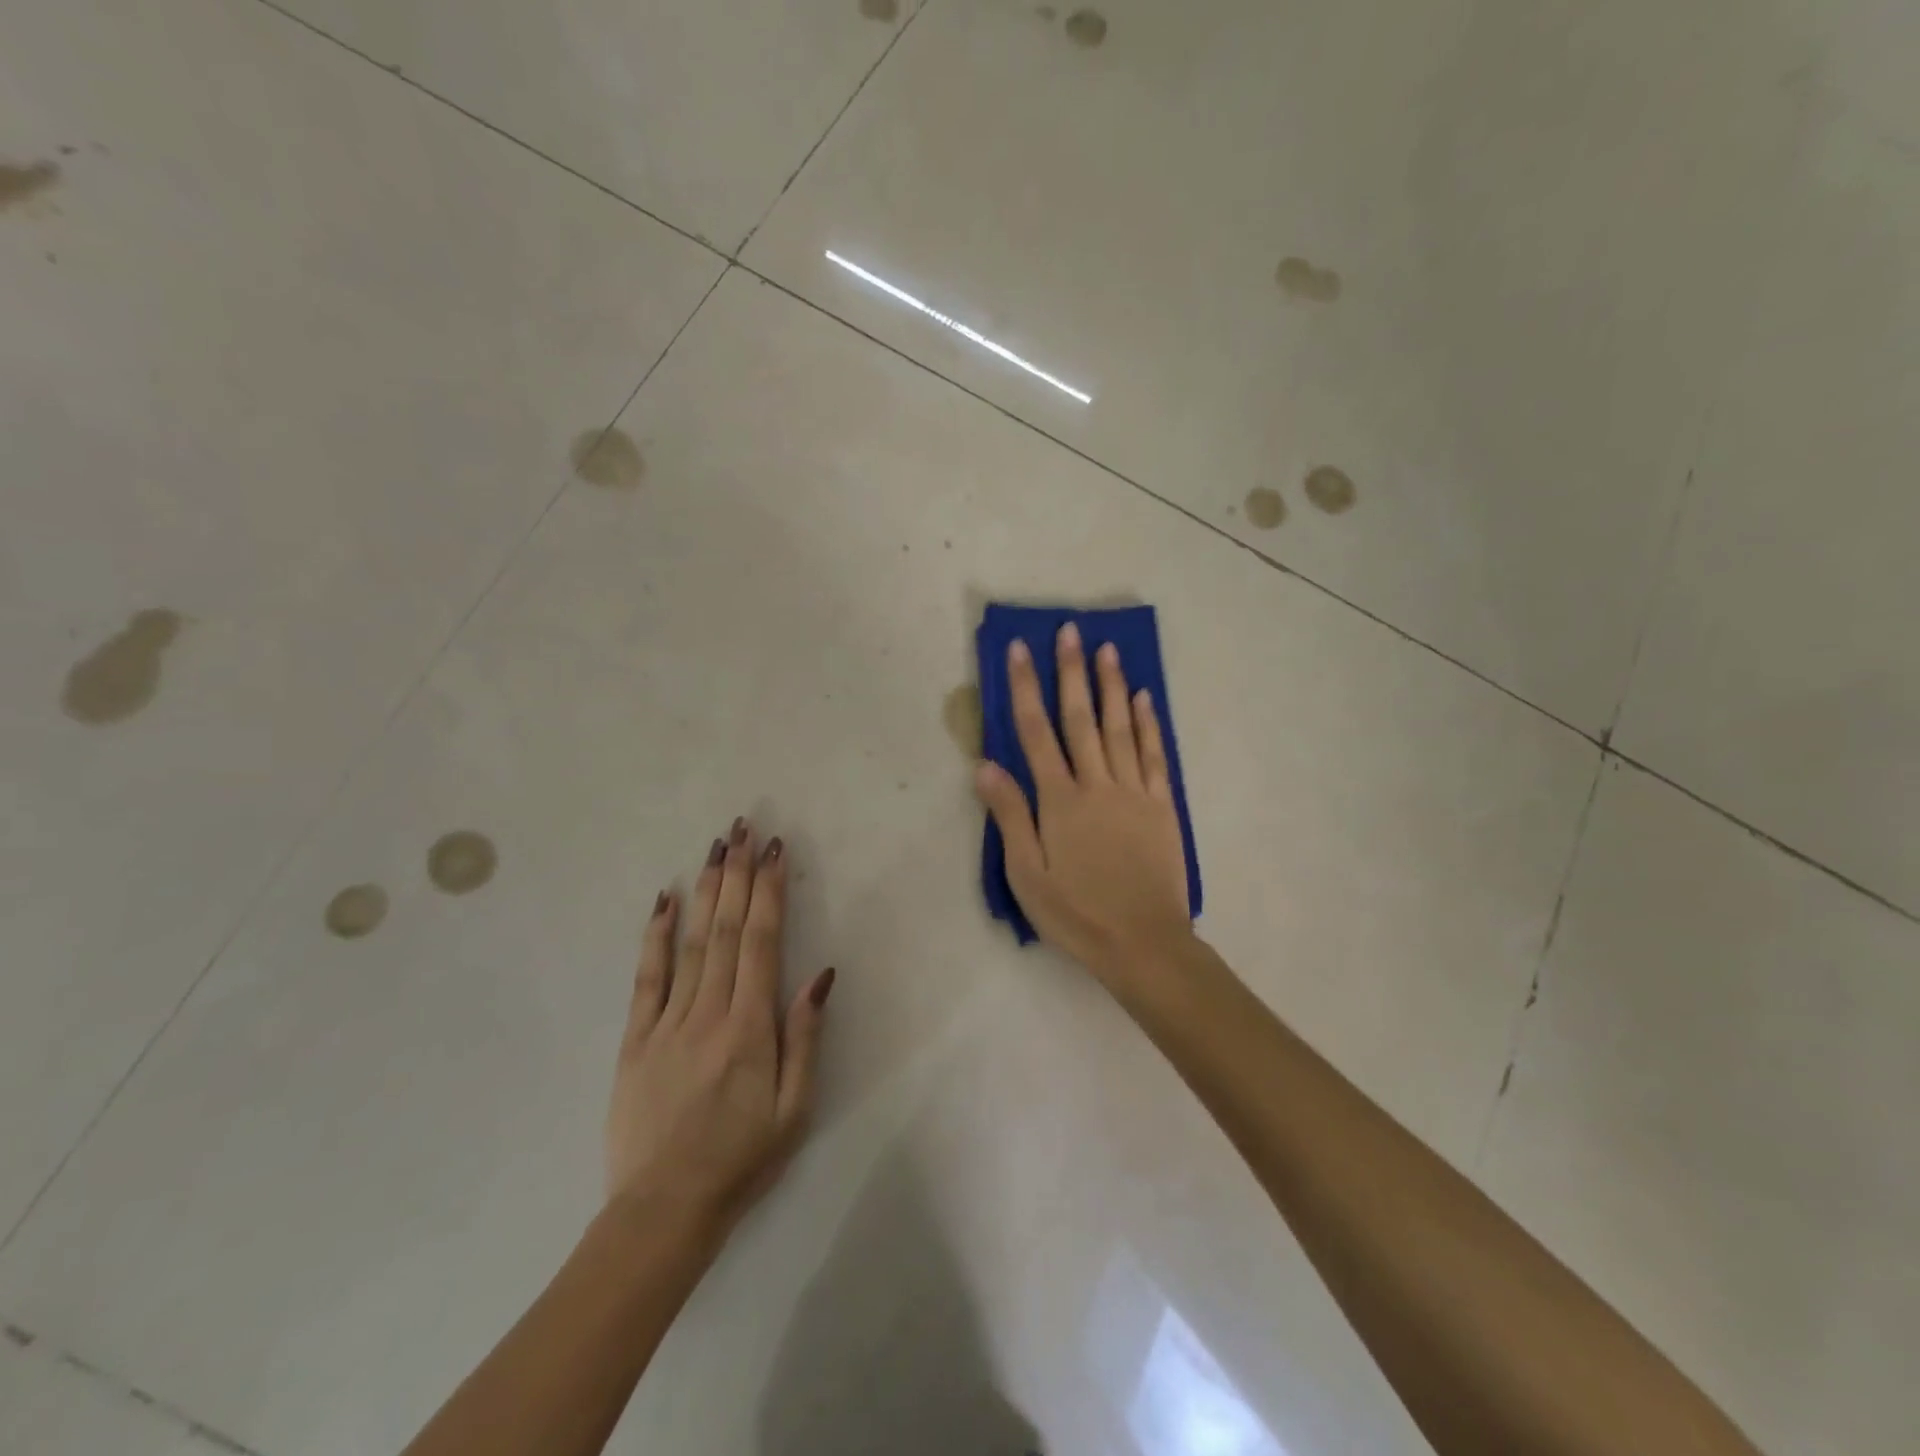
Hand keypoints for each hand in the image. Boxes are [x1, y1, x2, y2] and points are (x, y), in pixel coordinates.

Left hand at [604, 819, 834, 1232]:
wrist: (663, 1212)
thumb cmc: (742, 1160)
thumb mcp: (795, 1108)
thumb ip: (806, 1037)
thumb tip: (820, 975)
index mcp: (750, 1028)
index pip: (761, 942)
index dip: (769, 892)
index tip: (776, 851)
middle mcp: (709, 1012)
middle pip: (725, 929)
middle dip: (738, 874)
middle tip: (744, 828)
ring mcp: (667, 1023)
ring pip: (690, 942)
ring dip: (705, 890)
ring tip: (715, 848)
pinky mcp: (635, 1039)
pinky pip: (646, 978)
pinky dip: (655, 935)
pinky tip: (664, 900)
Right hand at [974, 623, 1191, 981]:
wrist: (1144, 943)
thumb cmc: (1076, 913)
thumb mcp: (1027, 874)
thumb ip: (1009, 816)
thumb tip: (986, 764)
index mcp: (1059, 800)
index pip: (1036, 732)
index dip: (1026, 688)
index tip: (1021, 650)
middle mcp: (1097, 784)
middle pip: (1080, 719)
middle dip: (1071, 672)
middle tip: (1069, 630)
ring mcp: (1133, 792)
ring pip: (1120, 728)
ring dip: (1111, 686)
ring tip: (1107, 649)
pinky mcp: (1162, 806)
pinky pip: (1154, 755)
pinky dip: (1148, 724)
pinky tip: (1143, 698)